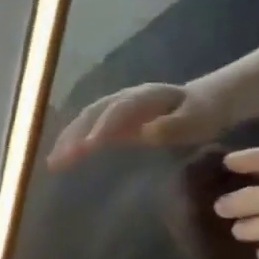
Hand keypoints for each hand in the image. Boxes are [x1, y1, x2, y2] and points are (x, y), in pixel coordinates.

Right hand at [47, 82, 226, 166]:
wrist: (206, 101)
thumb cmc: (203, 113)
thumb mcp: (197, 119)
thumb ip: (174, 125)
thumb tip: (147, 132)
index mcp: (144, 97)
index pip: (118, 109)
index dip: (103, 125)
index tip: (90, 146)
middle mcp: (123, 99)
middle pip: (93, 113)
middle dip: (75, 135)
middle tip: (60, 159)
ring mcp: (115, 109)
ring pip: (85, 120)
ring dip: (67, 140)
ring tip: (53, 162)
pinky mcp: (112, 121)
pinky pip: (87, 128)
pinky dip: (71, 142)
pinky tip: (60, 159)